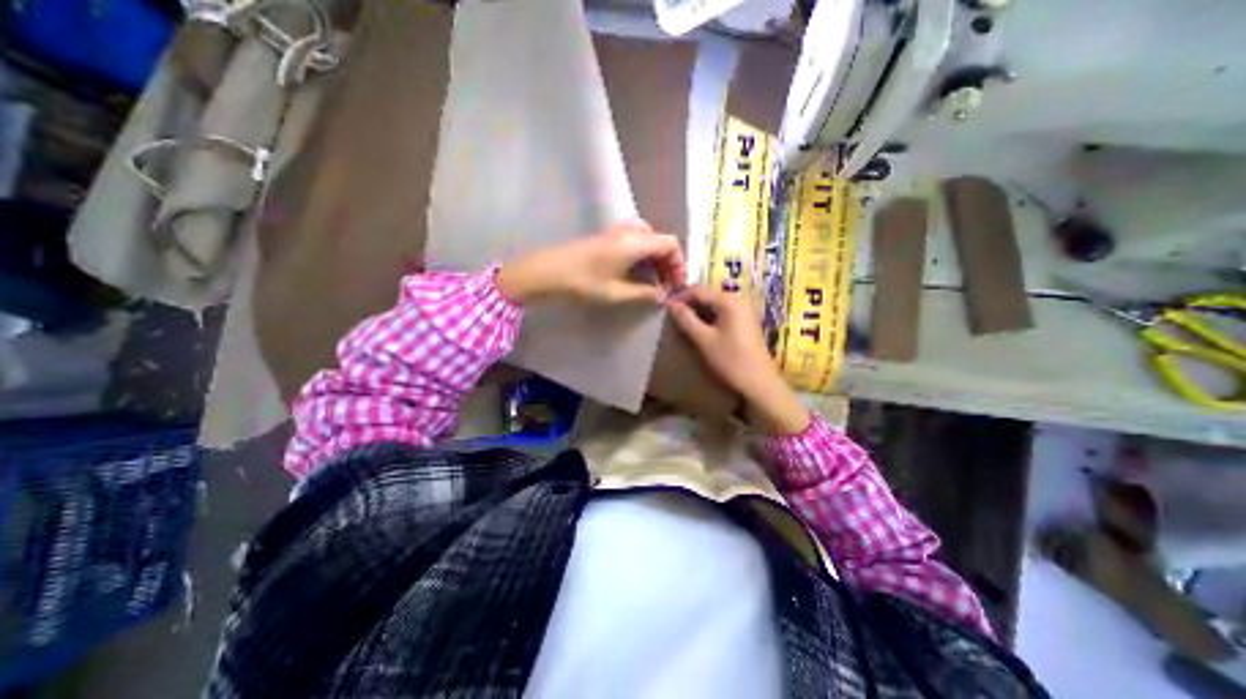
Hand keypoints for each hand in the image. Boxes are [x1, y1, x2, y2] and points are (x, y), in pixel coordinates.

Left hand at [498, 217, 686, 304]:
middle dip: (668, 263)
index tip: (676, 285)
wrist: (549, 271)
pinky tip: (636, 273)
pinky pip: (635, 241)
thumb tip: (662, 296)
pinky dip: (642, 255)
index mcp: (637, 241)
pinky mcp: (608, 236)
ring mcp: (617, 231)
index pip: (671, 244)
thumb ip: (644, 294)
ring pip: (648, 240)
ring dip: (655, 259)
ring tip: (653, 281)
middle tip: (666, 286)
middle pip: (661, 241)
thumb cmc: (585, 282)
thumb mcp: (618, 292)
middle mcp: (630, 231)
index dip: (678, 264)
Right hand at [672, 288, 808, 434]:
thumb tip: (670, 304)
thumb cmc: (731, 360)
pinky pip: (722, 312)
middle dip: (689, 304)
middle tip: (672, 316)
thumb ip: (686, 319)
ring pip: (714, 304)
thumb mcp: (704, 340)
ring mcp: (744, 310)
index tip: (665, 308)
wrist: (759, 382)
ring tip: (682, 322)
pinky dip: (709, 317)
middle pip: (707, 295)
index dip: (680, 297)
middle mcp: (739, 299)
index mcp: (729, 301)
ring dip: (698, 311)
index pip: (698, 290)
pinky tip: (699, 328)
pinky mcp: (745, 320)